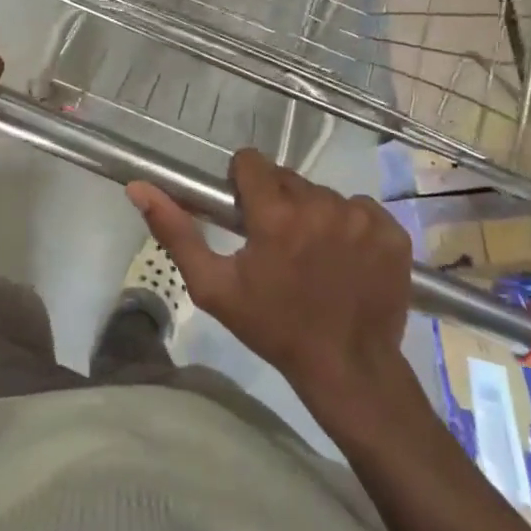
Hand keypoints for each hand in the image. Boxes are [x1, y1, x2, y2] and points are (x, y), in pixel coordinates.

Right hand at [127, 149, 411, 408]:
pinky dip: (350, 226)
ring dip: (313, 214)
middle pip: (288, 179)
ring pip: (324, 194)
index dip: (243, 182)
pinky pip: (361, 209)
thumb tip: (138, 187)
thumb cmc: (272, 327)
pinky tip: (345, 259)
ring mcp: (362, 218)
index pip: (253, 162)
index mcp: (276, 215)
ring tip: (312, 255)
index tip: (245, 211)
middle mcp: (322, 205)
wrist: (347, 368)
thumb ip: (176, 231)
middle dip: (277, 202)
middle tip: (276, 243)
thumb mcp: (213, 287)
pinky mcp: (392, 232)